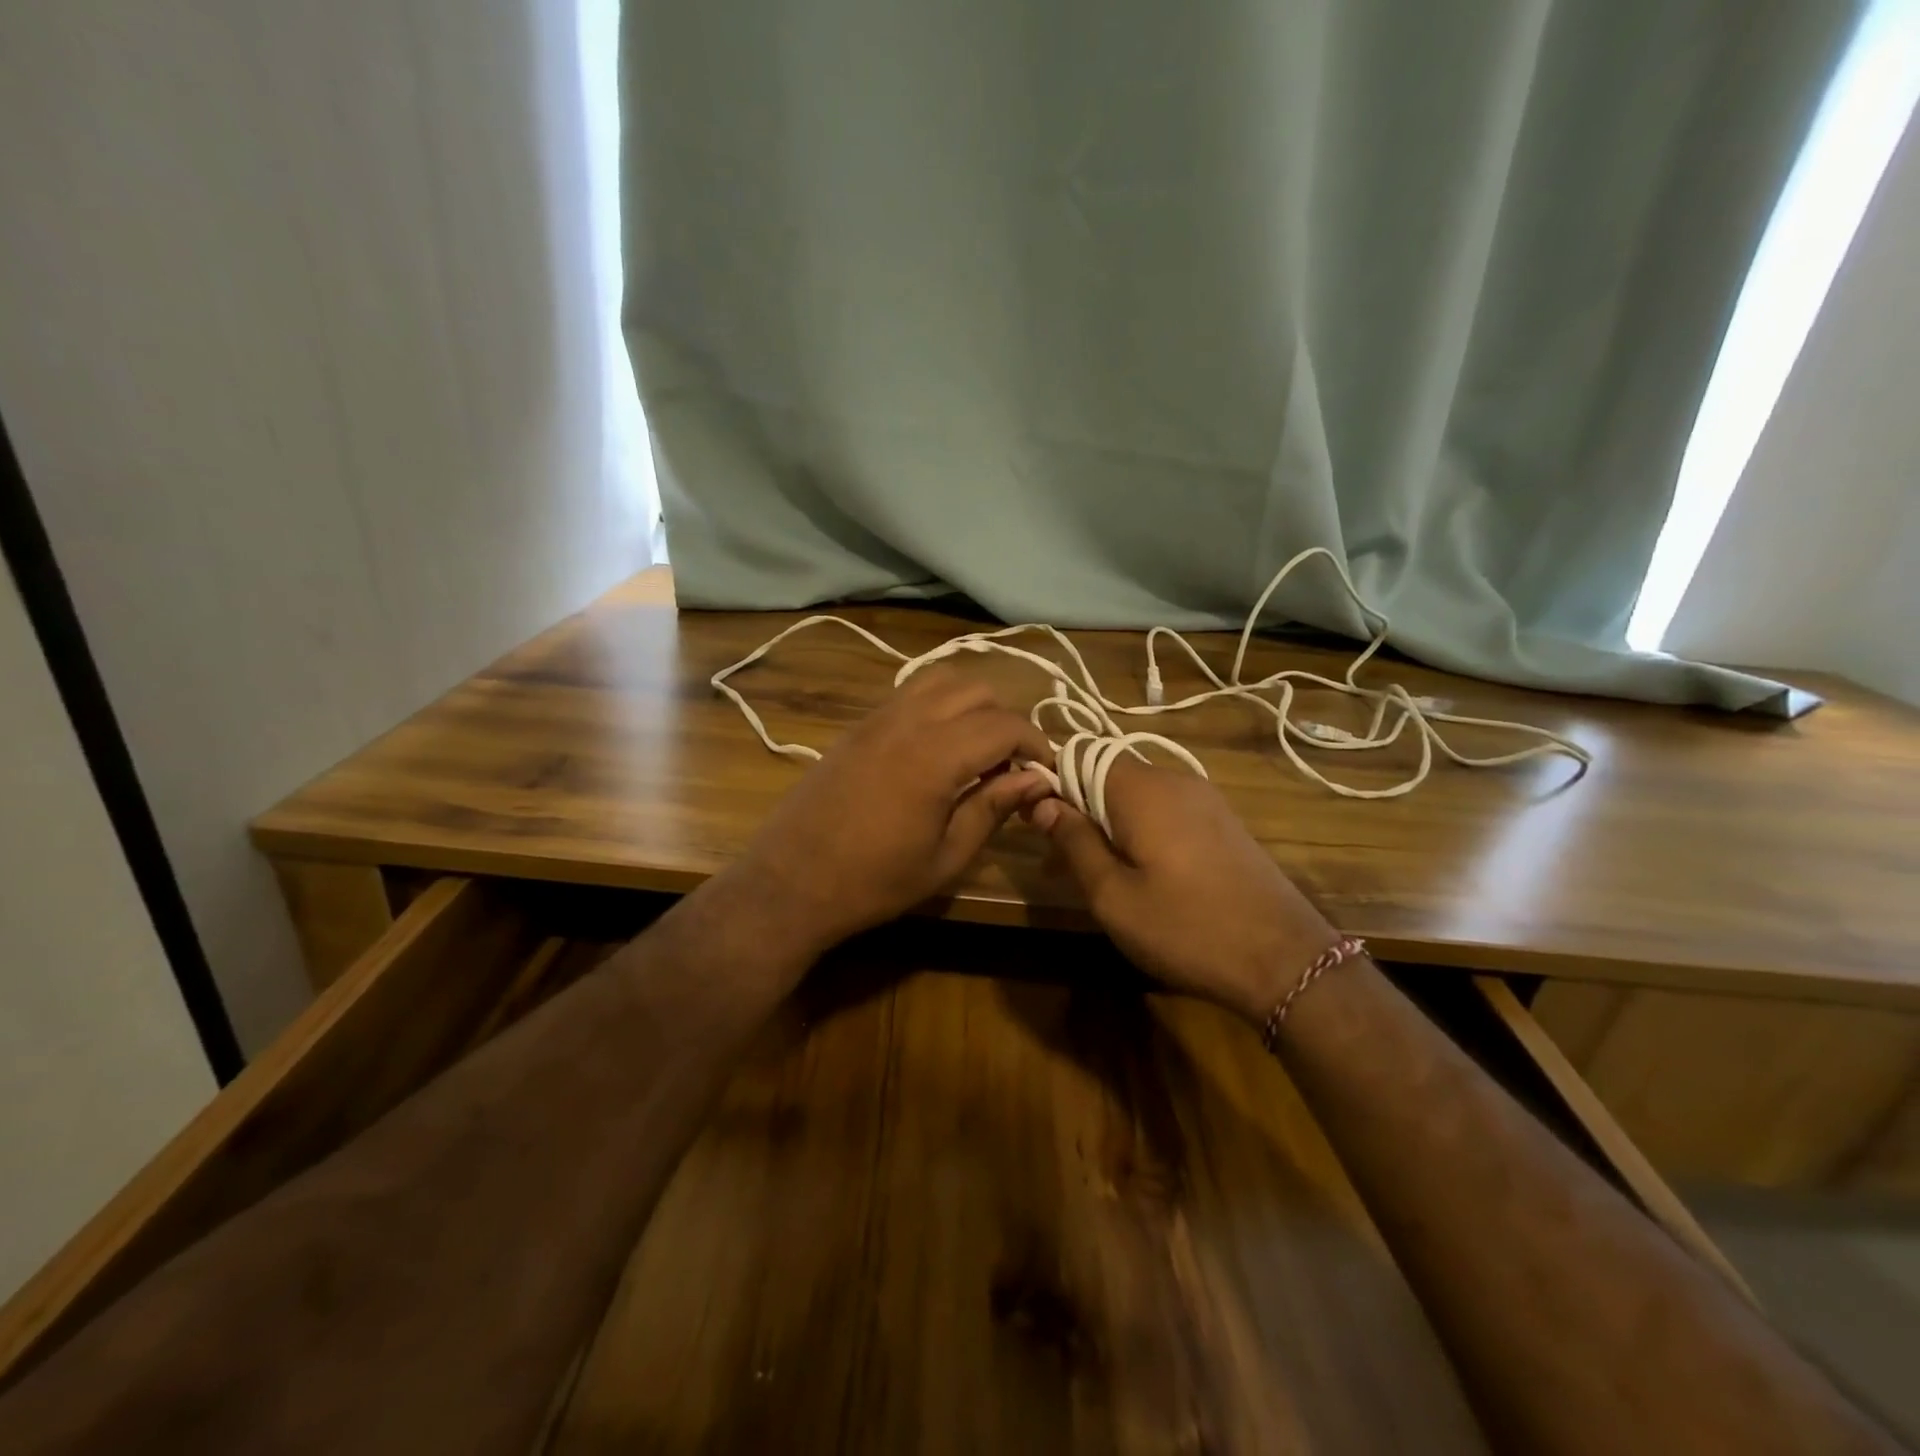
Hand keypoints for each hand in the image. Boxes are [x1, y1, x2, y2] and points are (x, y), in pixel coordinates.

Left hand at [726, 666, 1054, 957]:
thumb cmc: (873, 882)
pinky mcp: (858, 725)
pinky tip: (938, 746)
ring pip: (941, 680)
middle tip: (1011, 765)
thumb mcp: (945, 858)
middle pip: (977, 690)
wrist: (790, 883)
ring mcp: (878, 718)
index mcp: (934, 757)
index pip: (1004, 725)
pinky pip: (911, 692)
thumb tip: (1037, 780)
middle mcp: (908, 722)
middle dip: (1006, 720)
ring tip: (976, 749)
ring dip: (972, 704)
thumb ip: (993, 809)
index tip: (1045, 773)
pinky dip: (939, 704)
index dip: (1036, 744)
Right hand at [1029, 757, 1340, 1023]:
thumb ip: (1074, 841)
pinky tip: (1140, 875)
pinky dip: (1141, 833)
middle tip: (1060, 864)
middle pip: (1109, 777)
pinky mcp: (1223, 823)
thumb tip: (1044, 802)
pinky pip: (1166, 813)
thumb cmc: (1186, 927)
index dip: (1051, 786)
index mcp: (1142, 789)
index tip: (1035, 826)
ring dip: (1108, 826)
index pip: (1080, 759)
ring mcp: (1205, 800)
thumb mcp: (1112, 895)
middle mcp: (1174, 780)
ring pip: (1137, 798)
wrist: (1286, 960)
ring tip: (1096, 877)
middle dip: (1078, 811)